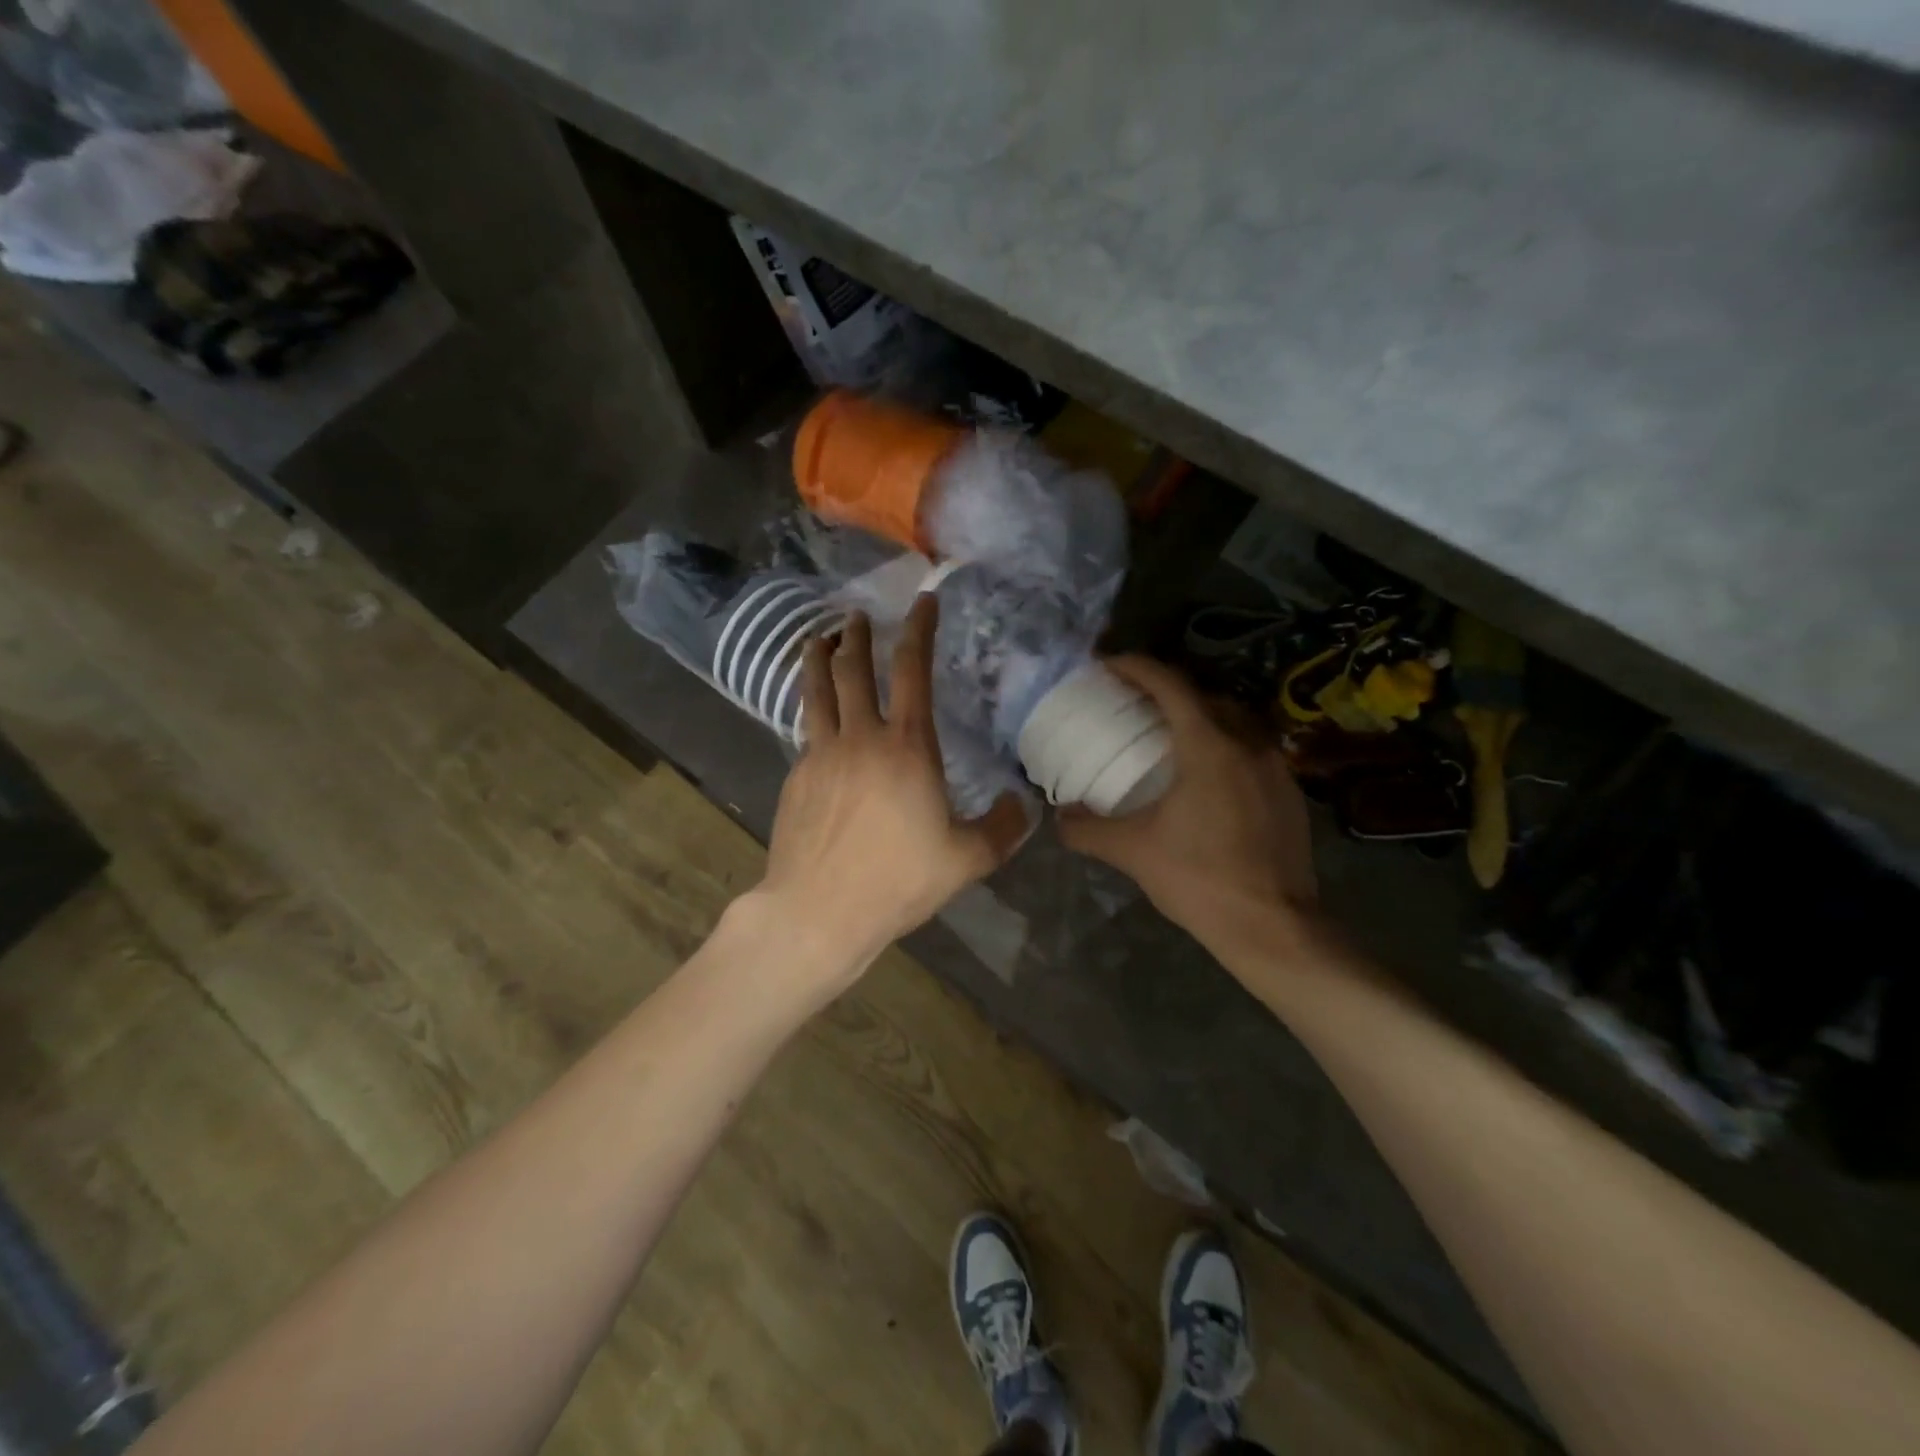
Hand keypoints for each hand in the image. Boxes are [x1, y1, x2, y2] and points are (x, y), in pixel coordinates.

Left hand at [755, 598, 1029, 977]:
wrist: (819, 910)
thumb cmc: (897, 881)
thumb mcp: (967, 860)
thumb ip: (1002, 828)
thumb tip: (1022, 806)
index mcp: (907, 747)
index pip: (912, 670)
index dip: (919, 629)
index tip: (922, 601)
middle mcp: (861, 737)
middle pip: (854, 669)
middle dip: (858, 635)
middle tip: (858, 616)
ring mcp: (821, 754)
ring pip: (817, 690)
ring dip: (819, 658)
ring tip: (819, 639)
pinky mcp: (797, 777)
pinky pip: (806, 728)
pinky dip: (811, 707)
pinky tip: (815, 714)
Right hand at [1058, 656, 1316, 940]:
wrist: (1274, 927)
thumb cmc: (1199, 879)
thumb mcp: (1132, 852)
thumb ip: (1088, 829)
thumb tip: (1059, 818)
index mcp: (1208, 746)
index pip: (1170, 685)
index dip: (1136, 667)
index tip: (1107, 665)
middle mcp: (1247, 743)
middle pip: (1205, 695)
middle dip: (1167, 690)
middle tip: (1134, 704)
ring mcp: (1275, 767)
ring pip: (1234, 720)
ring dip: (1200, 716)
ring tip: (1169, 736)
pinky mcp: (1290, 792)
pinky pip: (1252, 749)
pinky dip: (1224, 745)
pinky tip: (1207, 778)